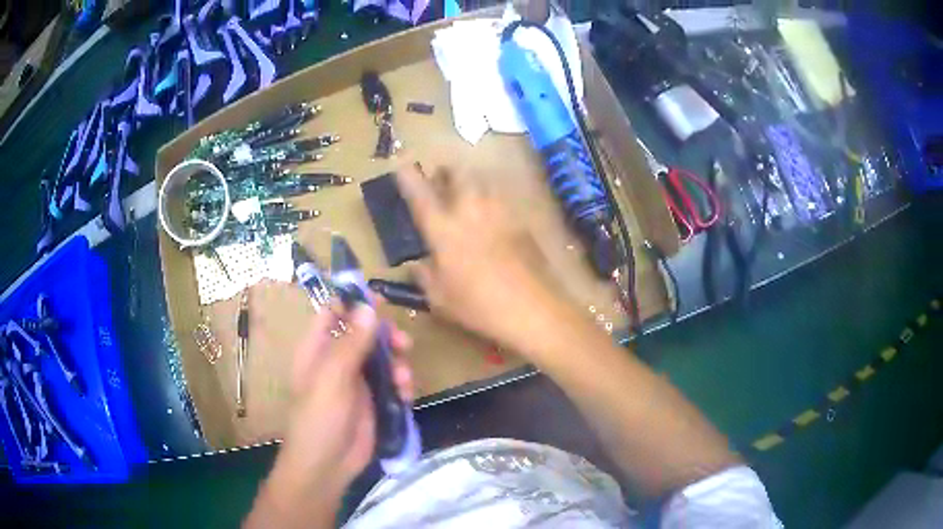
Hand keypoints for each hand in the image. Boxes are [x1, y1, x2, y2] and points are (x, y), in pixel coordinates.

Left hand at [245, 305, 412, 528]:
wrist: (328, 466)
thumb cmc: (320, 418)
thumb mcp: (332, 378)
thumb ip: (351, 342)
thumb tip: (368, 305)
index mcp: (318, 349)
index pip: (333, 313)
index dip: (354, 303)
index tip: (380, 298)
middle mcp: (337, 360)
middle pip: (365, 334)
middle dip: (385, 336)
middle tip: (402, 343)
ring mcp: (357, 382)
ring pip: (382, 357)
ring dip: (397, 363)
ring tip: (403, 379)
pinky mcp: (374, 401)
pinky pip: (392, 382)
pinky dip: (401, 384)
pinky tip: (405, 394)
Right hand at [397, 161, 562, 351]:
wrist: (533, 308)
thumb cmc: (480, 306)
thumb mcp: (440, 299)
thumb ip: (424, 276)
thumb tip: (417, 264)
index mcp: (443, 228)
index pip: (419, 191)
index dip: (408, 175)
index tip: (401, 165)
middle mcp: (470, 209)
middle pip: (456, 171)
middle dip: (445, 171)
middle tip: (440, 181)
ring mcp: (499, 210)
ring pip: (481, 178)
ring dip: (469, 181)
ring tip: (466, 195)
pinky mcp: (521, 218)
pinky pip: (501, 196)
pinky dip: (491, 197)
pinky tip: (491, 215)